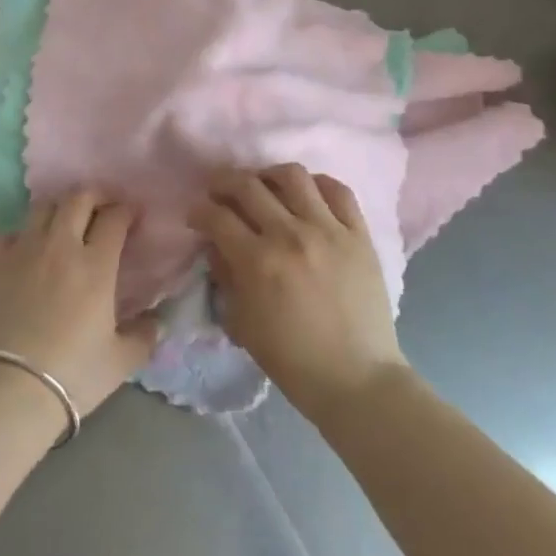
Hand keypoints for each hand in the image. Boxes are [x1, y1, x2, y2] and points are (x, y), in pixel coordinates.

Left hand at [0, 190, 161, 418]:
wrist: (11, 389)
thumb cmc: (73, 374)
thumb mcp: (121, 361)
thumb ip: (143, 336)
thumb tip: (156, 323)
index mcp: (95, 265)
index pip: (114, 219)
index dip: (125, 211)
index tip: (130, 216)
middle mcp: (59, 246)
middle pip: (77, 199)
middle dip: (93, 196)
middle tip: (100, 207)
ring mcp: (21, 251)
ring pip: (41, 208)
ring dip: (56, 211)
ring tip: (60, 225)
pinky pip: (3, 235)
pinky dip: (14, 238)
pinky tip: (19, 252)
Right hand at [192, 165, 407, 425]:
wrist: (356, 379)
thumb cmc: (292, 359)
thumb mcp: (241, 323)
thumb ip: (224, 276)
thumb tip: (216, 244)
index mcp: (257, 261)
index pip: (216, 216)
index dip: (199, 210)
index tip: (196, 215)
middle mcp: (290, 234)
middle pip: (247, 185)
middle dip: (223, 183)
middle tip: (219, 193)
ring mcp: (328, 230)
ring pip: (292, 176)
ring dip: (268, 175)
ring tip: (264, 187)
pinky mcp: (359, 234)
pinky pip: (338, 191)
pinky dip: (317, 185)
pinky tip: (306, 195)